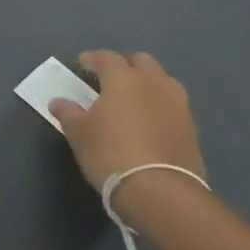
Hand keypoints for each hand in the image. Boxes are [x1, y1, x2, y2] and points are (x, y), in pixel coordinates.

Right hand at [49, 51, 204, 197]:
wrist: (161, 191)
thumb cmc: (110, 153)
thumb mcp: (79, 133)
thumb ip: (68, 113)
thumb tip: (58, 102)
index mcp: (124, 78)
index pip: (106, 57)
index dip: (92, 59)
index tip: (82, 65)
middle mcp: (154, 83)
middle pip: (141, 62)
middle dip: (125, 66)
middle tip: (109, 80)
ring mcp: (178, 104)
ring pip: (162, 81)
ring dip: (147, 84)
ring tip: (133, 100)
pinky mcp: (192, 128)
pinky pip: (172, 105)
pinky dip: (159, 106)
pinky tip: (149, 122)